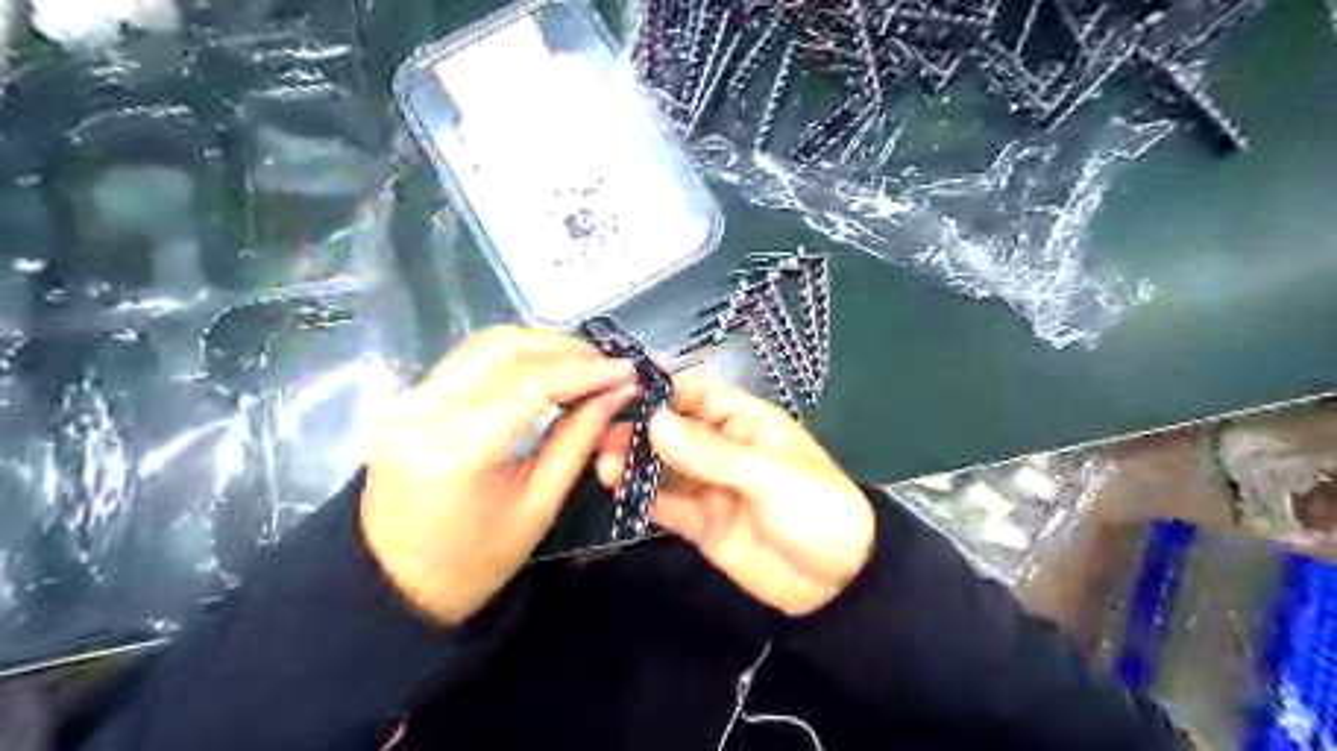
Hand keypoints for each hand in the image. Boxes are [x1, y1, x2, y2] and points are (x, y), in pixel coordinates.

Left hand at [364, 326, 638, 624]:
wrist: (391, 584)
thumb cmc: (473, 562)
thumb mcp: (539, 507)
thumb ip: (579, 439)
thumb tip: (618, 392)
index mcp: (458, 449)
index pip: (531, 384)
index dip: (585, 371)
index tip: (627, 369)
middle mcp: (426, 410)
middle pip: (505, 348)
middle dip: (565, 348)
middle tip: (608, 364)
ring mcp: (409, 400)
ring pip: (485, 344)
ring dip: (541, 345)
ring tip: (584, 363)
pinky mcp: (408, 399)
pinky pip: (470, 359)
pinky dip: (515, 356)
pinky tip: (546, 368)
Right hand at [599, 369, 880, 616]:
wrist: (839, 585)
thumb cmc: (816, 510)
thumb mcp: (768, 475)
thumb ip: (710, 452)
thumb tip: (653, 420)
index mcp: (745, 422)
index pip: (695, 393)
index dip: (659, 389)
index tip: (617, 391)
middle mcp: (721, 447)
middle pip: (671, 429)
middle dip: (637, 427)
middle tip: (600, 434)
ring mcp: (709, 485)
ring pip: (663, 466)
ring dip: (633, 462)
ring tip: (602, 464)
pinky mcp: (700, 522)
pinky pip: (666, 504)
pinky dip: (642, 496)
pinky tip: (617, 489)